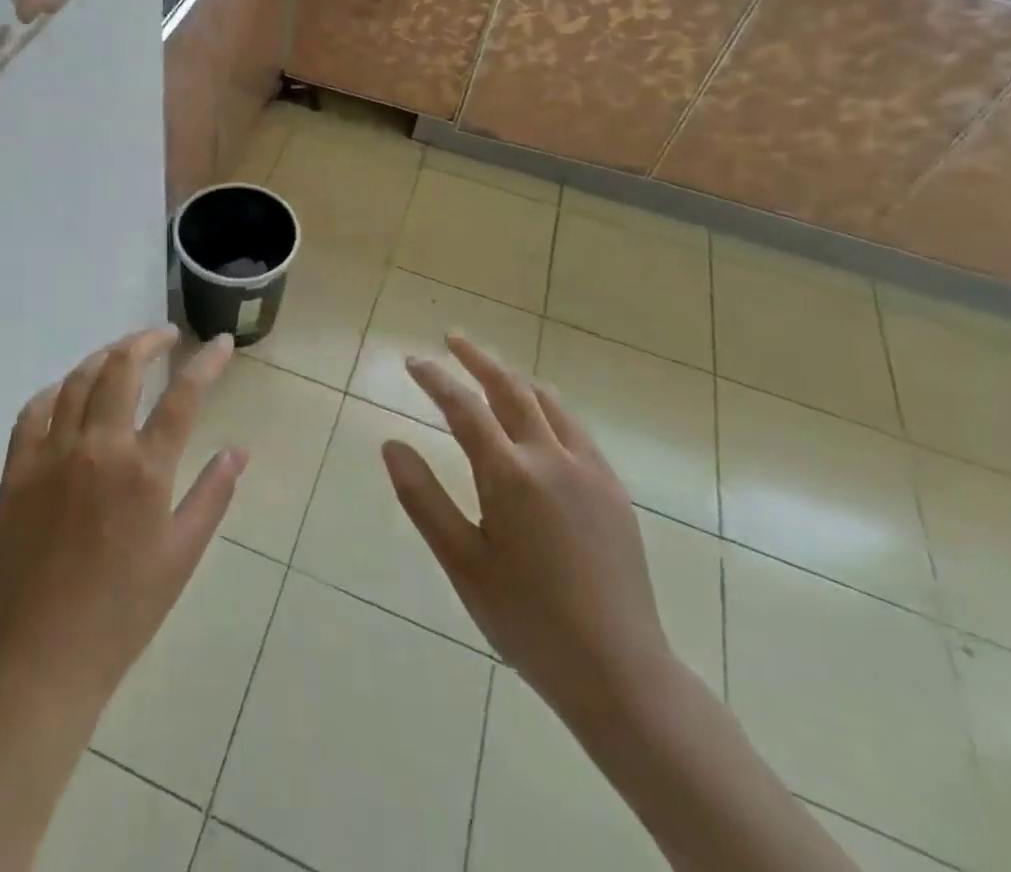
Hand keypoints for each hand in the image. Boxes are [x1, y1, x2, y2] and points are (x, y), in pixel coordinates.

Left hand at [0, 327, 246, 719]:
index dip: (206, 362)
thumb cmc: (123, 614)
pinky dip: (55, 391)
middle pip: (123, 368)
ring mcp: (51, 454)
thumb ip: (212, 495)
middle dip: (148, 341)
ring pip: (78, 380)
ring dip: (105, 357)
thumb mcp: (182, 556)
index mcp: (144, 470)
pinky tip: (67, 391)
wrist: (41, 660)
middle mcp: (98, 447)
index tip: (220, 342)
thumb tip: (239, 449)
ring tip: (123, 354)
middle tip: (165, 336)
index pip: (183, 395)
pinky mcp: (16, 470)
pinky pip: (33, 411)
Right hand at [382, 333, 676, 731]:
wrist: (619, 671)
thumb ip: (423, 498)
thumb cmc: (527, 620)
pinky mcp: (613, 489)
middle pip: (510, 389)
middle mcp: (551, 458)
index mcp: (510, 475)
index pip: (463, 407)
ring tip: (492, 370)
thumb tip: (391, 444)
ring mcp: (589, 471)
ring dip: (514, 378)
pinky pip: (576, 428)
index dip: (435, 379)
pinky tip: (541, 418)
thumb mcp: (462, 562)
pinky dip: (548, 406)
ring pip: (549, 403)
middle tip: (452, 339)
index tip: (412, 360)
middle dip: (478, 359)